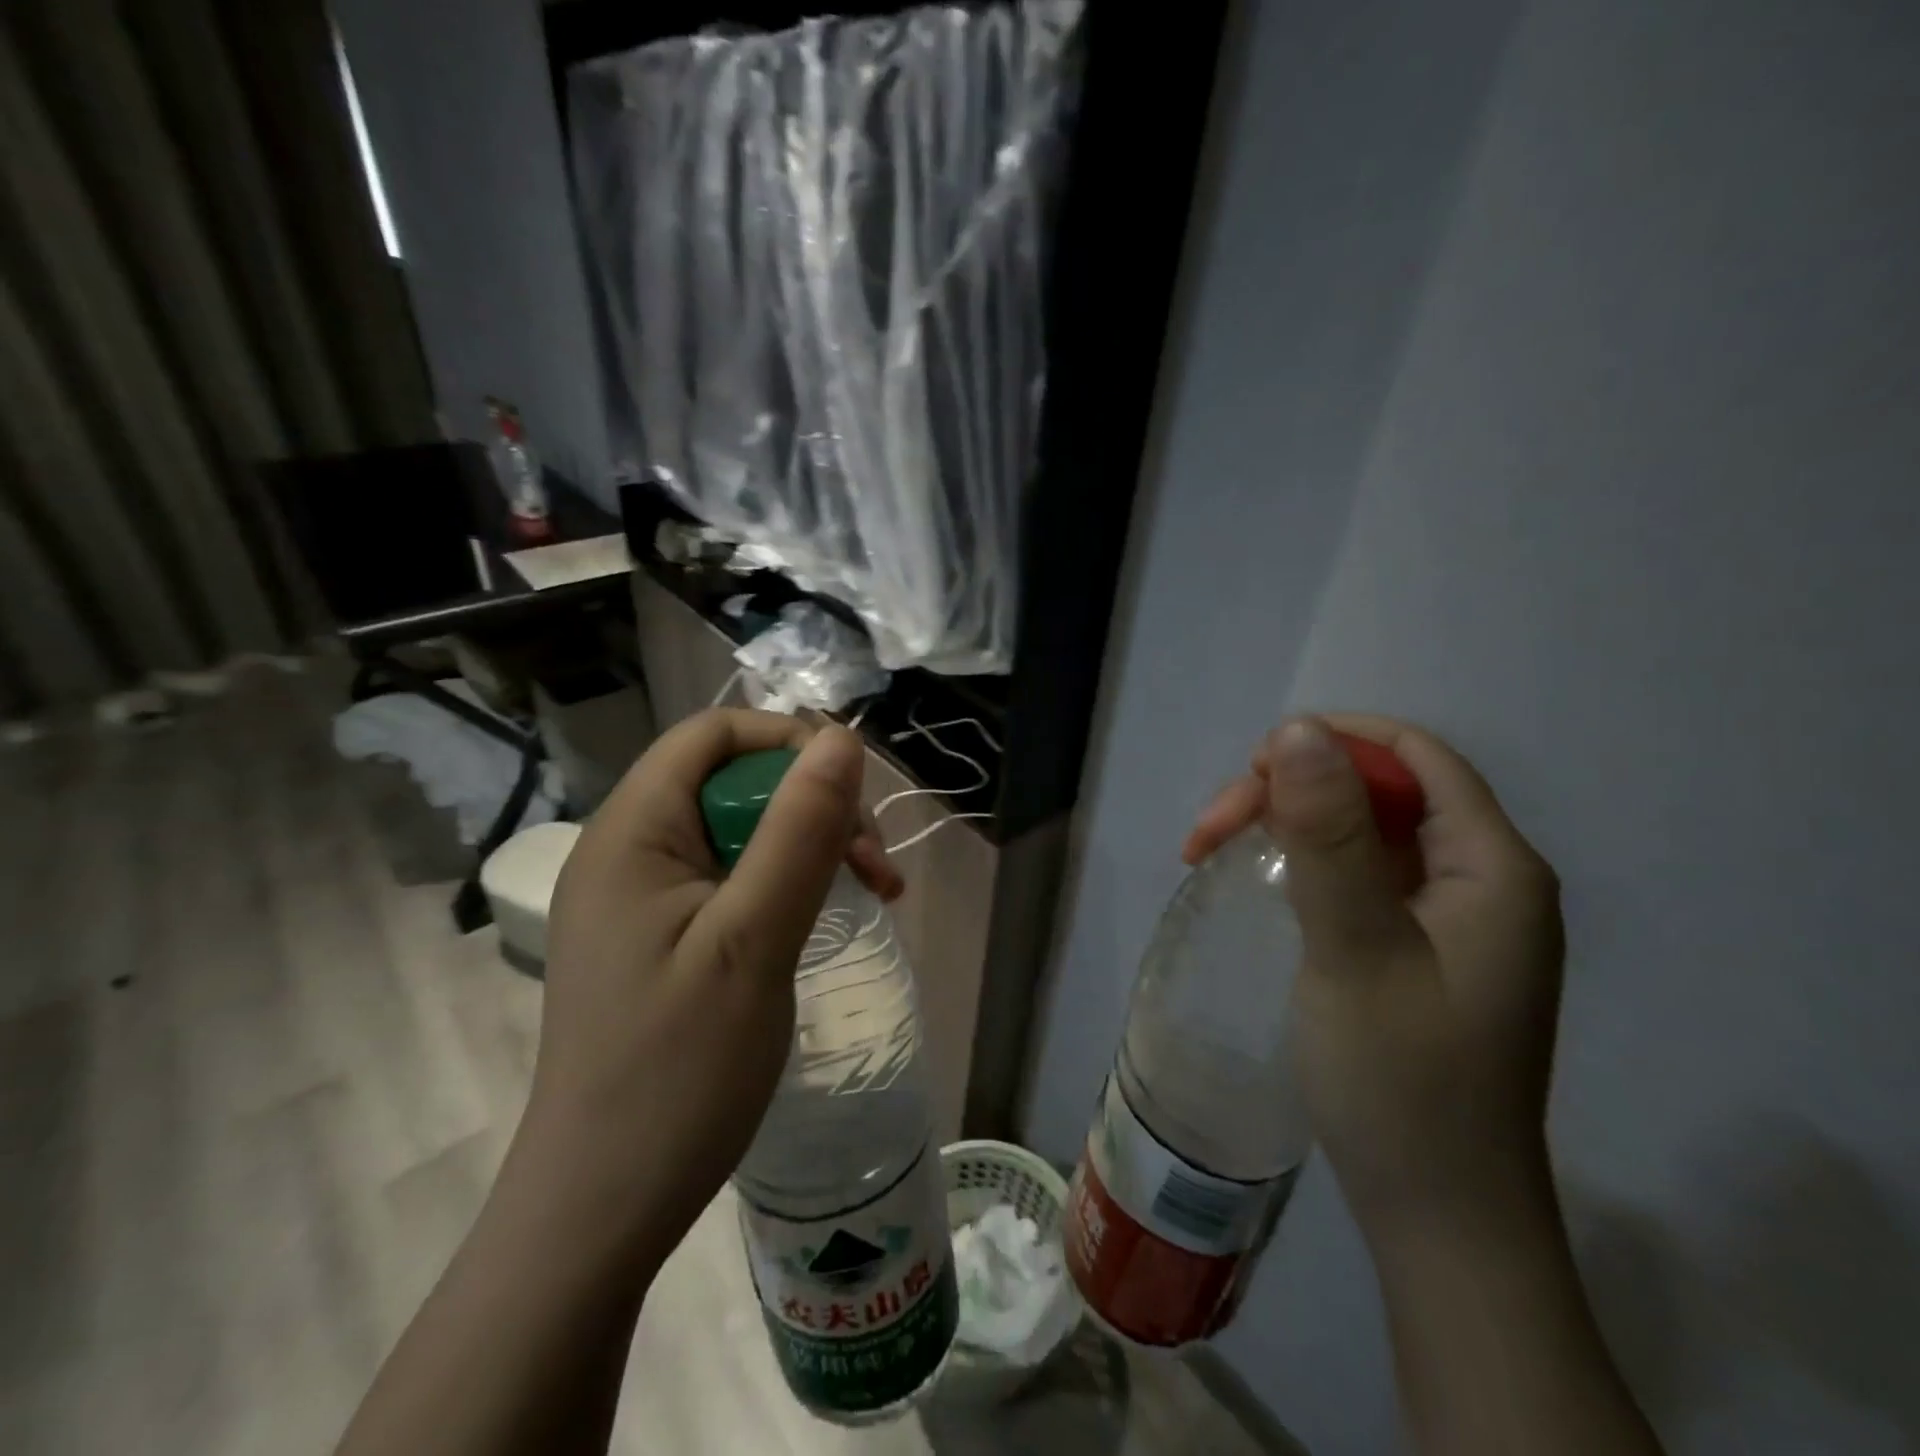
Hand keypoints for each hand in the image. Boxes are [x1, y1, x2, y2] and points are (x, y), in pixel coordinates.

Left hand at [521, 709, 902, 1265]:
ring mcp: (642, 895)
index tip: (854, 797)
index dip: (790, 742)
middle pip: (732, 778)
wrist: (605, 1207)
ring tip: (872, 889)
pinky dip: (787, 881)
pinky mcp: (661, 935)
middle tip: (874, 864)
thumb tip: (842, 739)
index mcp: (632, 831)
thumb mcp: (753, 940)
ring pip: (741, 827)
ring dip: (810, 844)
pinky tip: (824, 915)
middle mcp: (628, 848)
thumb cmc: (677, 1072)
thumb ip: (798, 832)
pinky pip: (732, 875)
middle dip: (813, 803)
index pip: (714, 734)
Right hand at [1185, 715, 1563, 1230]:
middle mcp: (1481, 878)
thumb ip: (1329, 837)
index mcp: (1492, 867)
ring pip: (1359, 829)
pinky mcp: (1419, 946)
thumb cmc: (1401, 1083)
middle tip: (1207, 834)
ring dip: (1284, 825)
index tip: (1249, 774)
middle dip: (1288, 791)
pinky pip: (1357, 872)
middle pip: (1378, 790)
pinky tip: (1257, 881)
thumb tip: (1298, 729)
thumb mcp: (1355, 948)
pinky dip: (1299, 863)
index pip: (1413, 756)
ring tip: (1210, 852)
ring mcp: (1450, 916)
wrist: (1438, 1215)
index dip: (1330, 742)